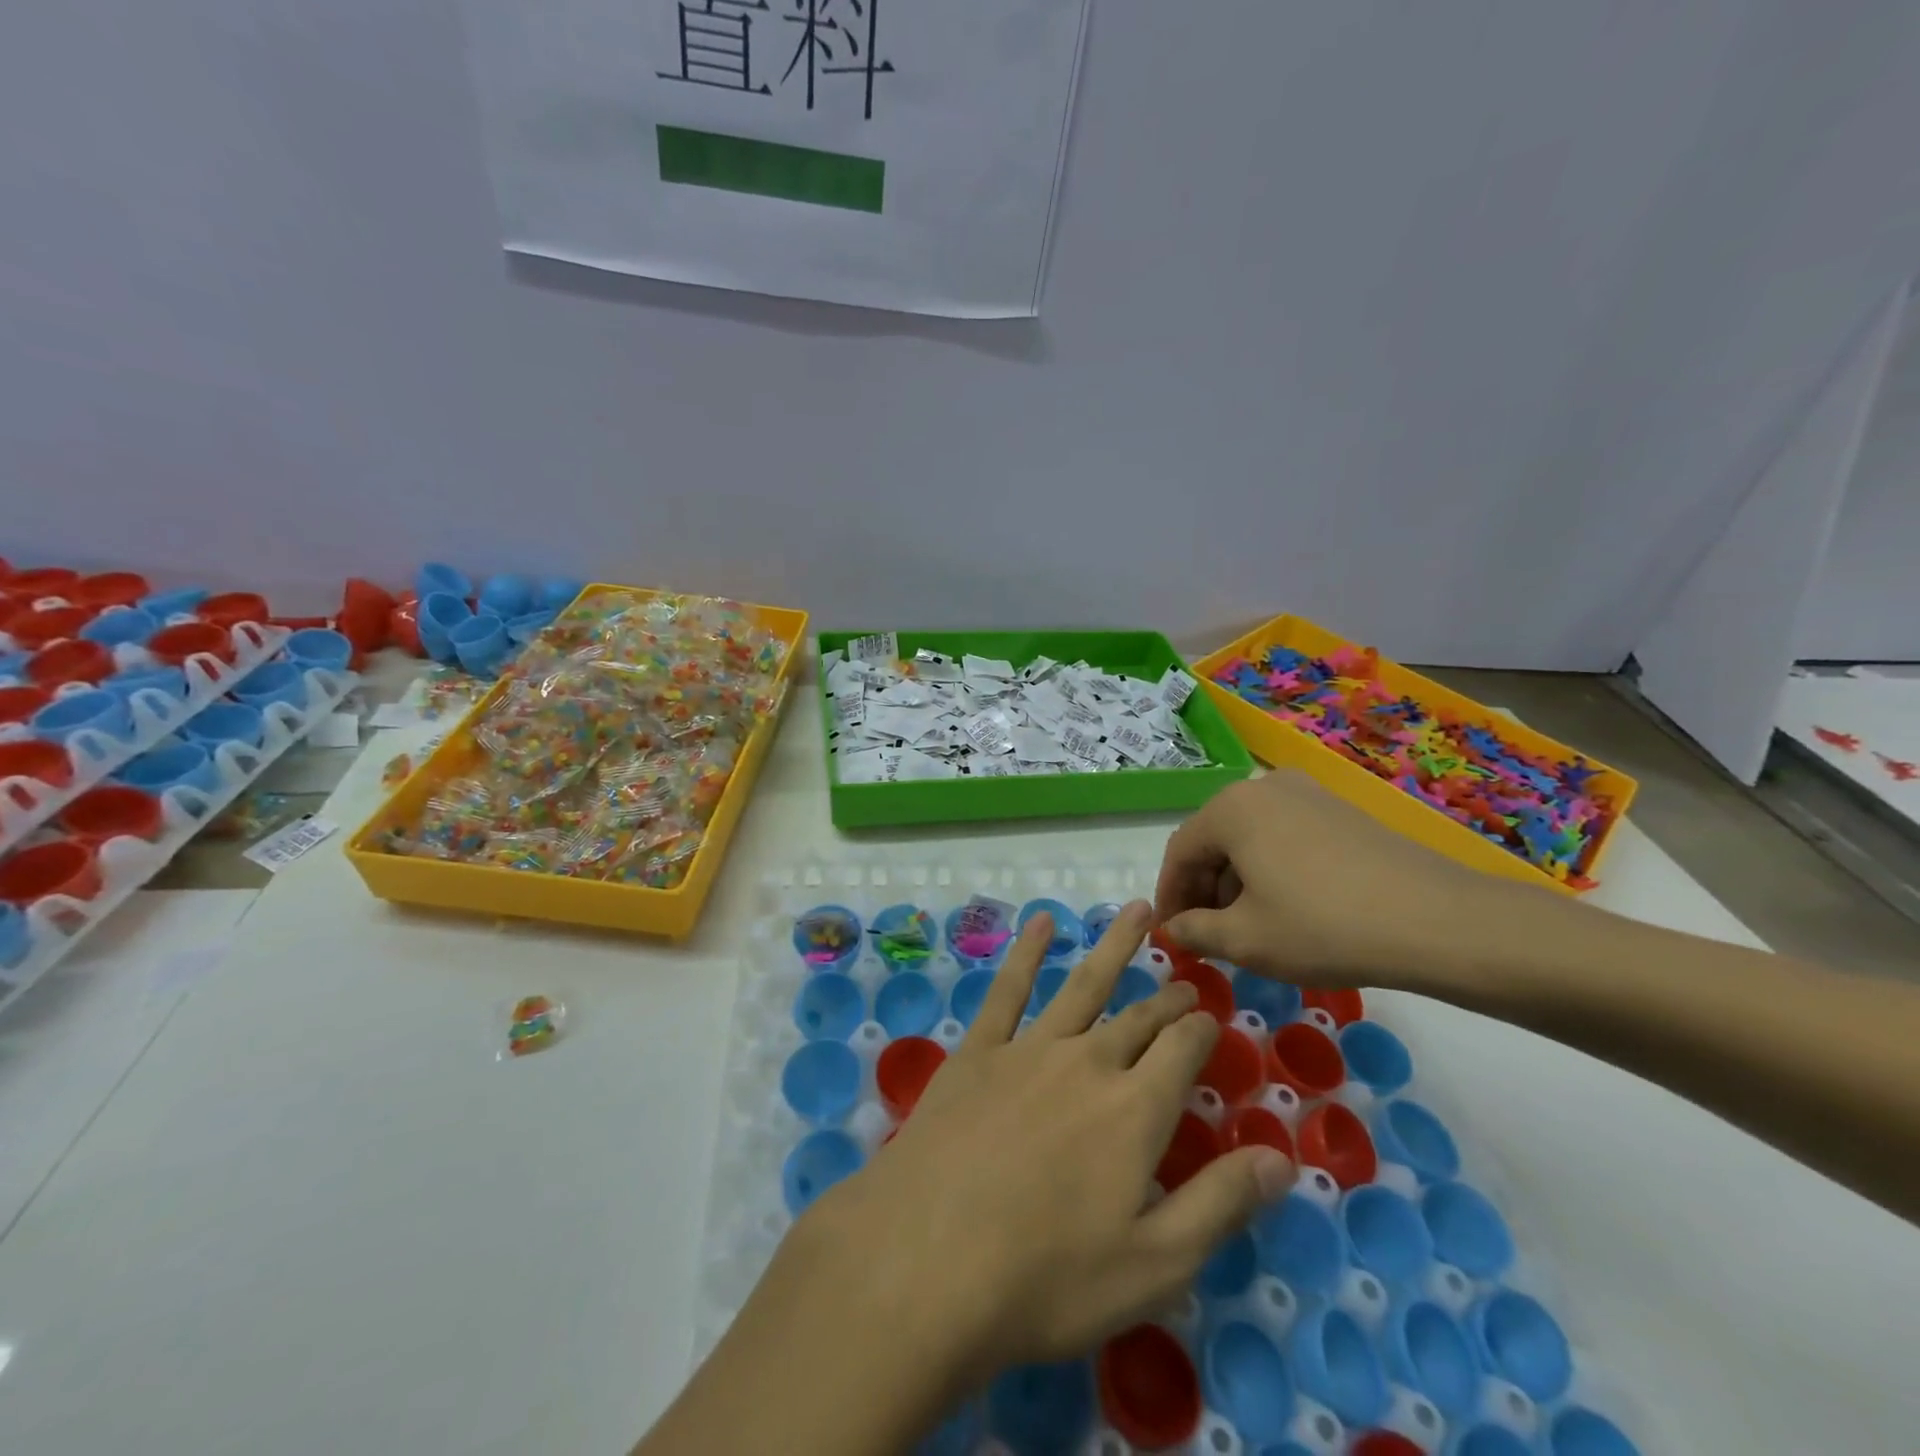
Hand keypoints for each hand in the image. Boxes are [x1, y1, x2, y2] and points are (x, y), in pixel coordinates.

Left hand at [790, 901, 1294, 1392]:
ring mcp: (1028, 1048)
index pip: (1182, 1050)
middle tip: (1185, 981)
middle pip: (1138, 1018)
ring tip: (1137, 911)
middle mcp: (1087, 1062)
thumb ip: (1221, 1204)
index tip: (1212, 1017)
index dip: (1202, 1030)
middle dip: (1167, 998)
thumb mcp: (1154, 1264)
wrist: (926, 1260)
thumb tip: (1282, 1158)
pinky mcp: (977, 1050)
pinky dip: (1028, 951)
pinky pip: (1008, 988)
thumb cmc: (1047, 1278)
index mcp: (1135, 1110)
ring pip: (1083, 984)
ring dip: (1114, 946)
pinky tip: (1042, 922)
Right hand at [1154, 771, 1547, 989]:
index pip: (1180, 851)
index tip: (1169, 934)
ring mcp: (1308, 794)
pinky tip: (1286, 909)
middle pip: (1215, 841)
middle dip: (1203, 889)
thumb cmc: (1322, 926)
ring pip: (1250, 839)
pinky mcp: (1340, 812)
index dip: (1169, 896)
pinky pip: (1285, 838)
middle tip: (1206, 935)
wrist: (1435, 921)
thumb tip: (1174, 929)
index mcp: (1231, 808)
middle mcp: (1264, 788)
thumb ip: (1195, 931)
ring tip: (1246, 928)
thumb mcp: (1245, 939)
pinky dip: (1271, 871)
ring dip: (1237, 882)